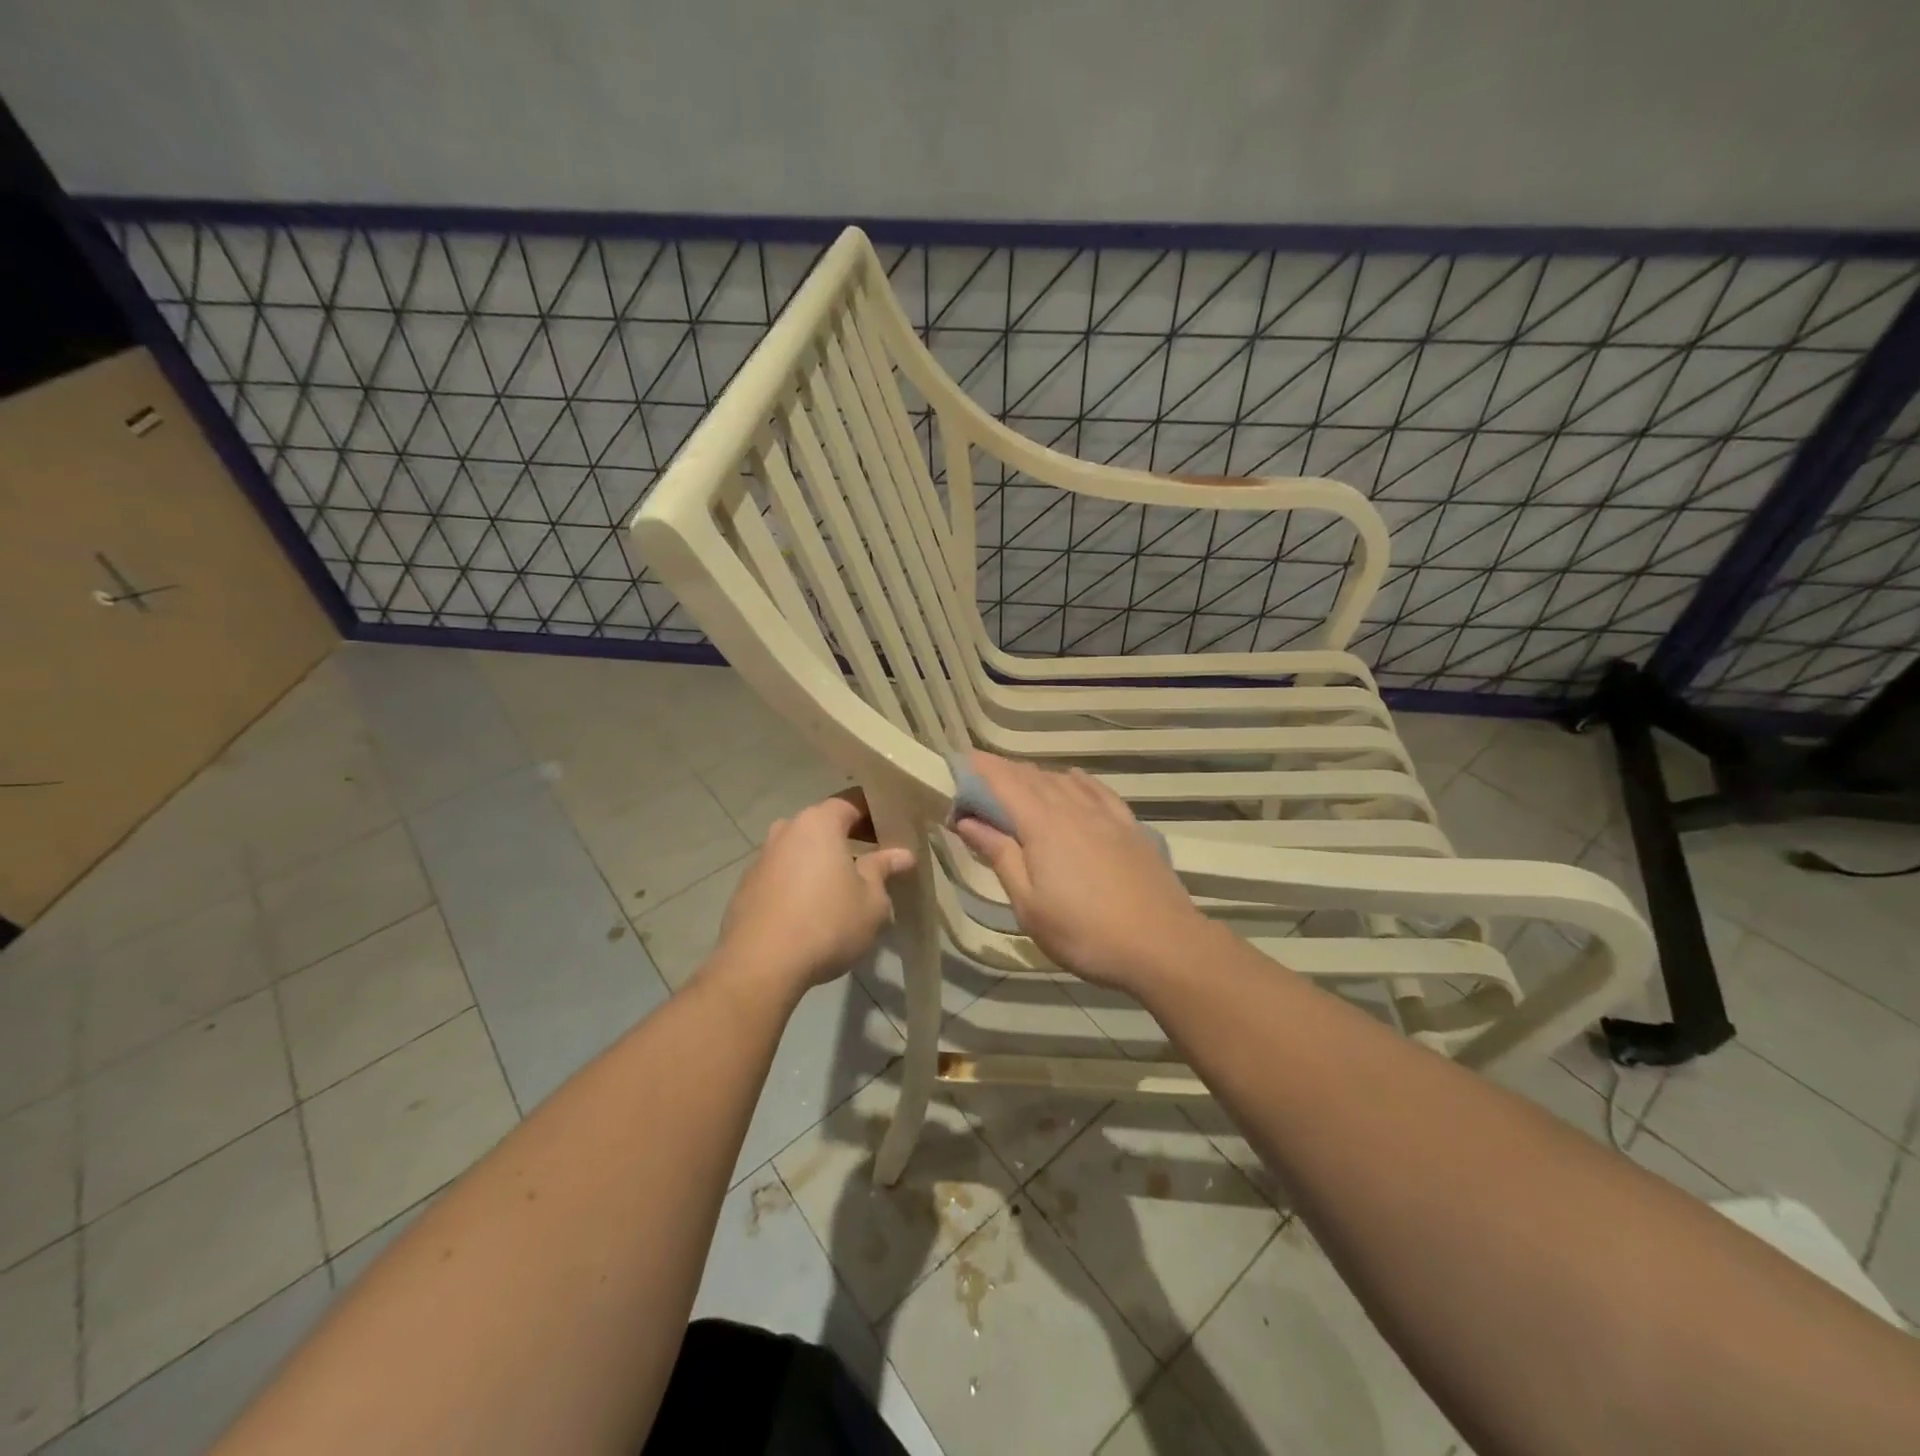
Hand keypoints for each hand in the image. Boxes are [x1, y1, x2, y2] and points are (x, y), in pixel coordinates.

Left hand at [710, 797, 915, 998]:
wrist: (759, 966)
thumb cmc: (826, 923)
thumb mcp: (871, 900)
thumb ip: (883, 870)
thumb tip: (901, 854)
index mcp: (818, 823)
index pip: (852, 801)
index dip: (876, 812)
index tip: (894, 828)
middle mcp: (786, 831)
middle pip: (824, 824)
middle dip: (849, 837)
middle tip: (875, 858)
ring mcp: (761, 859)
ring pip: (801, 850)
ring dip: (822, 862)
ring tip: (845, 887)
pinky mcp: (746, 888)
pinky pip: (783, 875)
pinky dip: (800, 883)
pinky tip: (813, 910)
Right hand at [951, 754, 1207, 990]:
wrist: (1163, 944)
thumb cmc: (1084, 932)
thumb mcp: (1029, 904)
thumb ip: (999, 855)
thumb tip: (967, 821)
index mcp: (1042, 825)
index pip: (1003, 782)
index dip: (978, 768)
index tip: (956, 762)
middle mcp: (1073, 807)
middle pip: (1032, 777)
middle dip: (1002, 773)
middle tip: (978, 781)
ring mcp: (1105, 814)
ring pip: (1063, 780)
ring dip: (1035, 776)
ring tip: (1017, 784)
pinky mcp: (1130, 826)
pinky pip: (1096, 789)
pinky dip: (1075, 780)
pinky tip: (1072, 780)